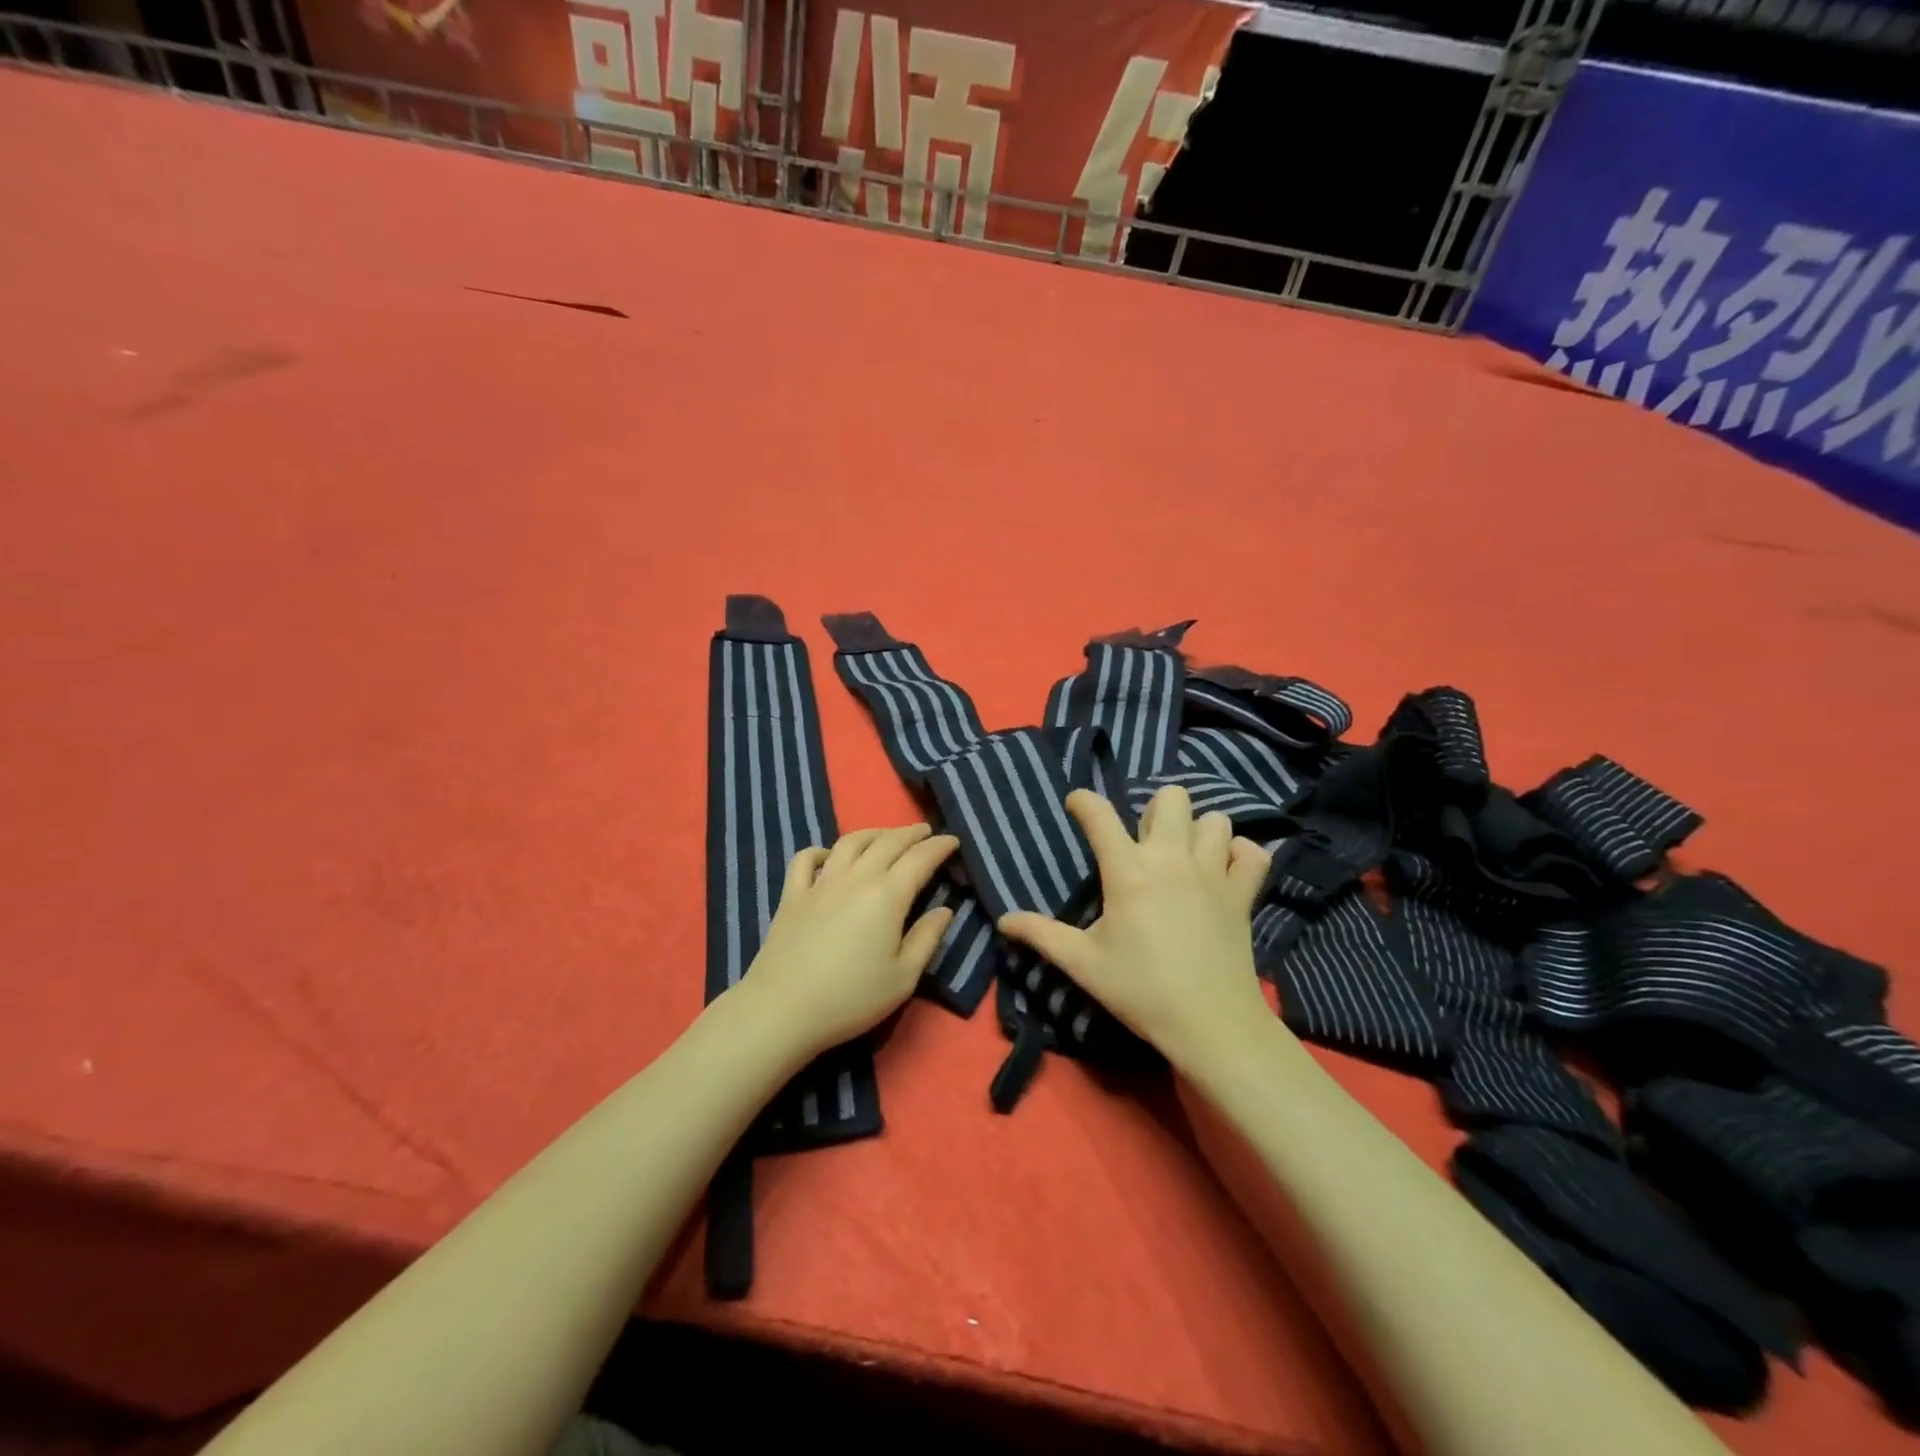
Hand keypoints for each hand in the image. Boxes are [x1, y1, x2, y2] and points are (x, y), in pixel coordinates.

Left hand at [739, 825, 958, 1057]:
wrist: (783, 1008)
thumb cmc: (851, 998)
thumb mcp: (903, 978)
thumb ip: (927, 939)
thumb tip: (945, 910)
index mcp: (887, 895)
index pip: (920, 859)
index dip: (939, 846)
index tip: (953, 840)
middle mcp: (856, 878)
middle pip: (887, 842)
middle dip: (911, 833)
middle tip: (925, 832)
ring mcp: (820, 883)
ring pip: (849, 842)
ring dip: (872, 833)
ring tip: (885, 835)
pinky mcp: (792, 895)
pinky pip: (806, 859)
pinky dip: (821, 850)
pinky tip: (829, 856)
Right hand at [998, 786, 1271, 1070]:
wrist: (1210, 1024)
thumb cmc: (1140, 991)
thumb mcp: (1082, 964)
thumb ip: (1040, 935)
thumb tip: (1003, 920)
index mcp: (1128, 872)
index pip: (1099, 815)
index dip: (1083, 801)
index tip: (1075, 805)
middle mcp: (1172, 859)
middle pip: (1171, 798)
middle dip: (1155, 810)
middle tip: (1144, 842)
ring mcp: (1213, 873)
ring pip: (1215, 819)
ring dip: (1198, 831)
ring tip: (1184, 856)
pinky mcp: (1243, 894)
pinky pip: (1254, 854)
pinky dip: (1241, 856)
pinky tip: (1224, 871)